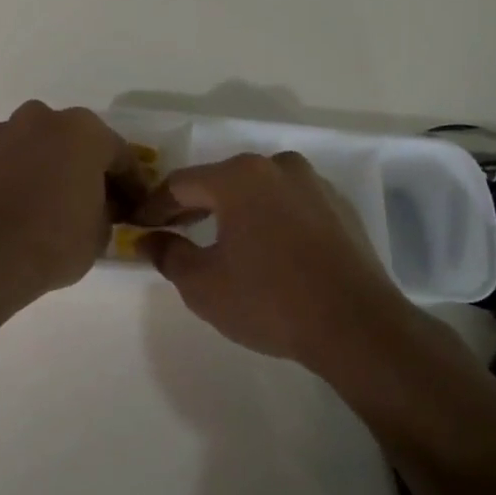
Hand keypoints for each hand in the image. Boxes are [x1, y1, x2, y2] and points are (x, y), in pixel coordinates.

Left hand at [0, 101, 145, 297]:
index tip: (133, 206)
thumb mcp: (101, 232)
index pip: (119, 155)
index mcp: (83, 130)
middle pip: (72, 141)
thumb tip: (100, 205)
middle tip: (89, 199)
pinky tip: (15, 207)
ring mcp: (1, 133)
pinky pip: (3, 163)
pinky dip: (12, 178)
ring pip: (33, 146)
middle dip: (82, 166)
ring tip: (45, 203)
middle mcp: (41, 119)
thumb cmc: (56, 239)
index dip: (130, 183)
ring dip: (43, 166)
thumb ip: (106, 208)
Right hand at [138, 152, 413, 370]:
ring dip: (232, 210)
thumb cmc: (270, 301)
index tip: (137, 226)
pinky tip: (264, 249)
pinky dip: (267, 218)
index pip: (180, 184)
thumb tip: (148, 238)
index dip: (153, 206)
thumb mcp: (203, 285)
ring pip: (256, 190)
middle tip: (171, 231)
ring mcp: (313, 183)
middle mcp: (276, 166)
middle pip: (220, 181)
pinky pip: (288, 204)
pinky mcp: (338, 207)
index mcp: (239, 177)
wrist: (358, 327)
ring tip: (217, 240)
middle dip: (192, 206)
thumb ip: (167, 254)